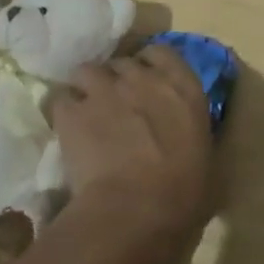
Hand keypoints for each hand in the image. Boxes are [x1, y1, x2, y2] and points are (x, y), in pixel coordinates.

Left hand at [51, 46, 211, 263]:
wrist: (134, 210)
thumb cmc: (180, 191)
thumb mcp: (201, 153)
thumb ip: (186, 127)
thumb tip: (177, 132)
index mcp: (182, 86)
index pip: (161, 53)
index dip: (149, 64)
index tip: (145, 79)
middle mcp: (143, 77)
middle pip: (122, 63)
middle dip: (118, 79)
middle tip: (116, 103)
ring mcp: (105, 90)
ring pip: (88, 71)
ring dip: (88, 88)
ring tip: (86, 111)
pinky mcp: (73, 111)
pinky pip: (61, 100)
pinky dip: (64, 112)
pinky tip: (67, 130)